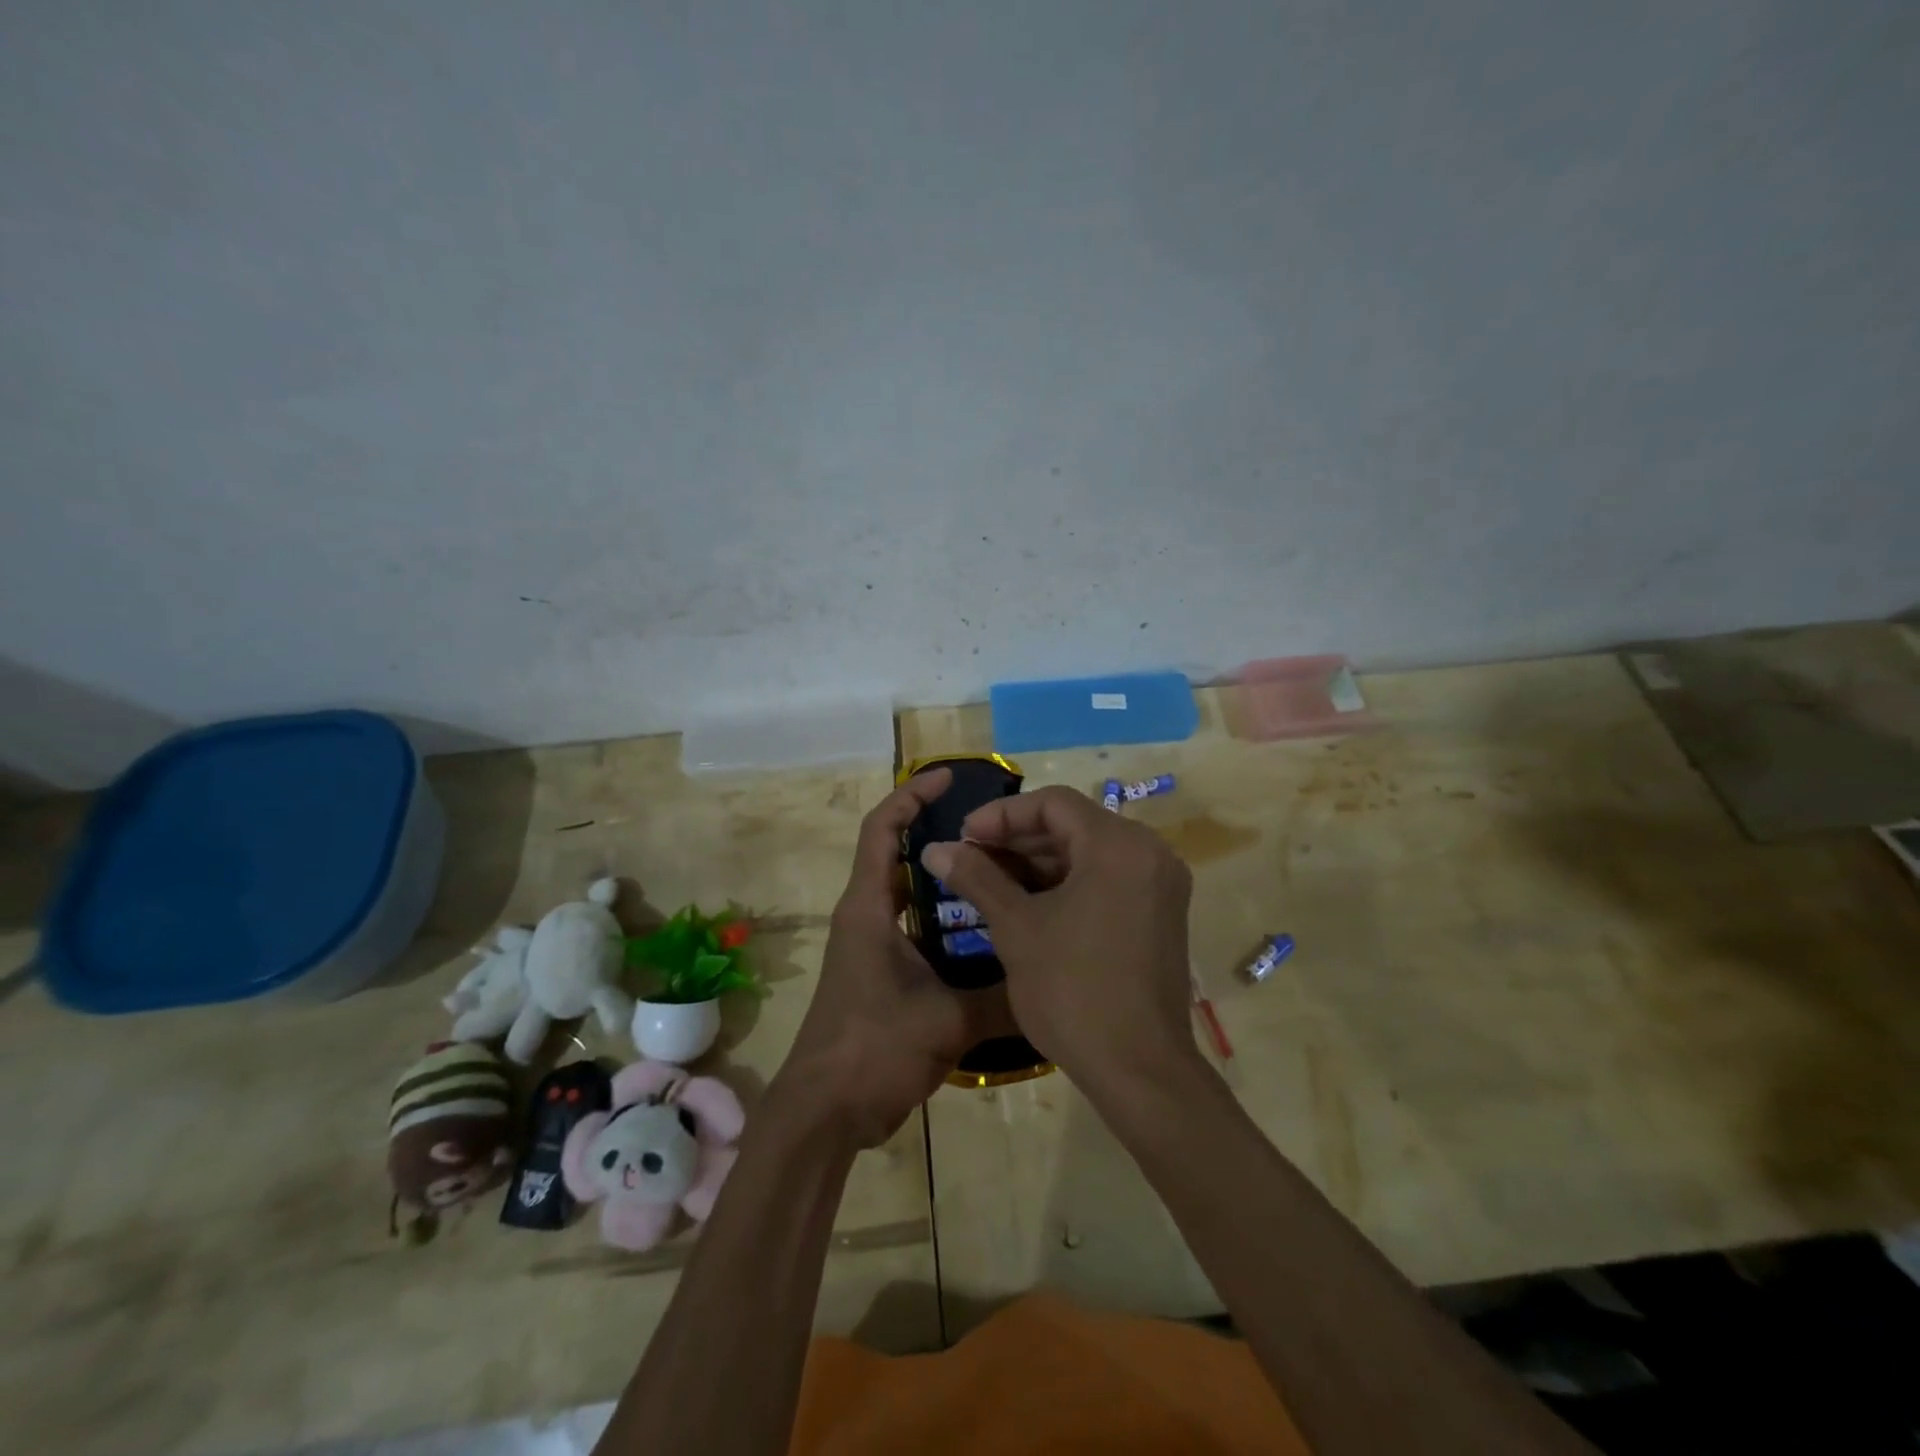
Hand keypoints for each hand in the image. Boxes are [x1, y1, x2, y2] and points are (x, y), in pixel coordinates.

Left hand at [779, 768, 1014, 1148]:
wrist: (824, 1113)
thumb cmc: (873, 1049)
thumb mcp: (946, 1020)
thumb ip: (1002, 996)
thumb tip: (1053, 978)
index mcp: (868, 907)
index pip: (882, 829)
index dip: (911, 796)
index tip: (948, 779)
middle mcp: (866, 916)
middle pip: (897, 854)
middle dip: (939, 834)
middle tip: (995, 830)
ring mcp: (871, 946)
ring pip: (910, 894)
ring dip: (945, 880)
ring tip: (999, 872)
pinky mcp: (881, 973)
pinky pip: (916, 928)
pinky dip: (945, 920)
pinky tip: (986, 932)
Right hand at [919, 785, 1193, 1093]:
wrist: (1139, 1071)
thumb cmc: (1072, 991)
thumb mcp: (1016, 928)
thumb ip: (977, 877)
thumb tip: (935, 848)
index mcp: (1118, 845)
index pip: (1053, 803)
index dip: (1001, 814)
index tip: (963, 835)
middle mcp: (1149, 852)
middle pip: (1073, 824)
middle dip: (1018, 838)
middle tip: (971, 856)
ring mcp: (1160, 883)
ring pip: (1089, 851)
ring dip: (1039, 860)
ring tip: (990, 877)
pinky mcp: (1160, 912)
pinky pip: (1107, 877)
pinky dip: (1067, 882)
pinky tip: (1027, 901)